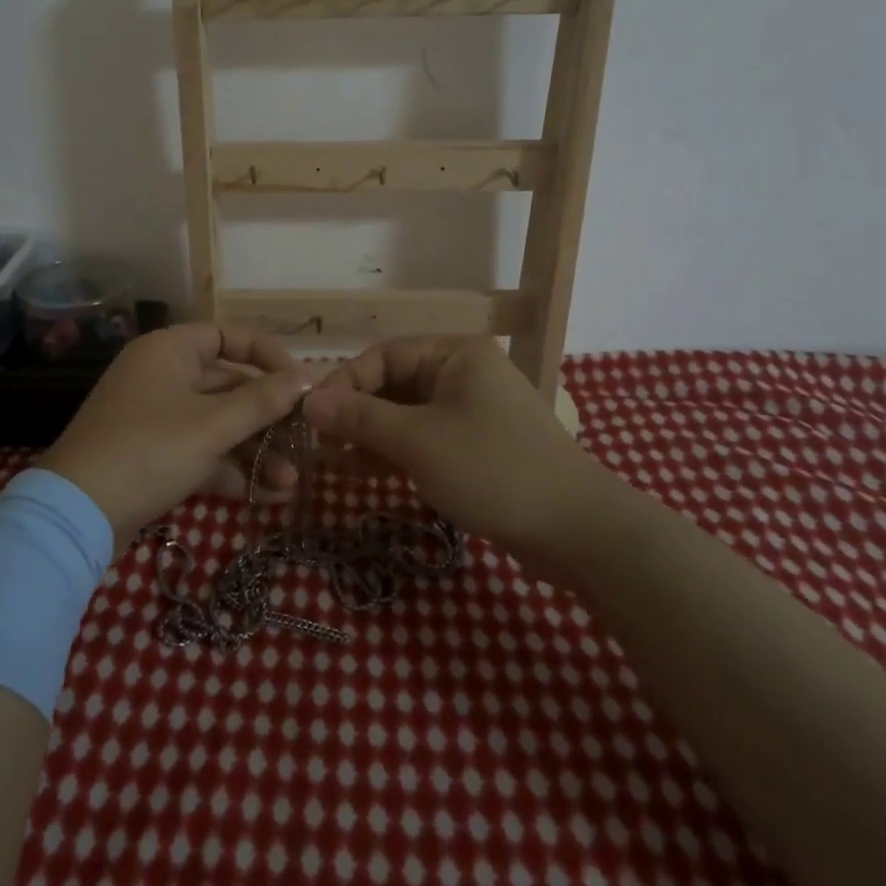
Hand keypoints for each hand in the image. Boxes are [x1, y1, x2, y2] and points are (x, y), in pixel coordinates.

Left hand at [37, 324, 310, 554]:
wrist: (77, 515)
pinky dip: (229, 469)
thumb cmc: (150, 450)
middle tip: (304, 441)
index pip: (228, 336)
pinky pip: (200, 451)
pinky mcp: (152, 455)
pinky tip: (265, 496)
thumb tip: (306, 379)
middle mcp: (162, 376)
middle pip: (228, 385)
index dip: (267, 355)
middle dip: (267, 418)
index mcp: (170, 351)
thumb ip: (262, 401)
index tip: (299, 382)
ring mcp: (156, 417)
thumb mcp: (212, 425)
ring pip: (217, 423)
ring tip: (290, 482)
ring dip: (254, 450)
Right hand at [302, 336, 586, 550]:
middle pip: (394, 383)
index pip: (384, 355)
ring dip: (371, 434)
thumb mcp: (418, 440)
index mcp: (456, 354)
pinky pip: (425, 439)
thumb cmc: (492, 469)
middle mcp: (463, 374)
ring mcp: (472, 412)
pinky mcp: (477, 447)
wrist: (576, 530)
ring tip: (332, 460)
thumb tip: (309, 402)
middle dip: (355, 412)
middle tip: (319, 443)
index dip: (344, 382)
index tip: (312, 417)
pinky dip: (395, 452)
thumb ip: (360, 418)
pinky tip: (362, 472)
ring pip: (407, 414)